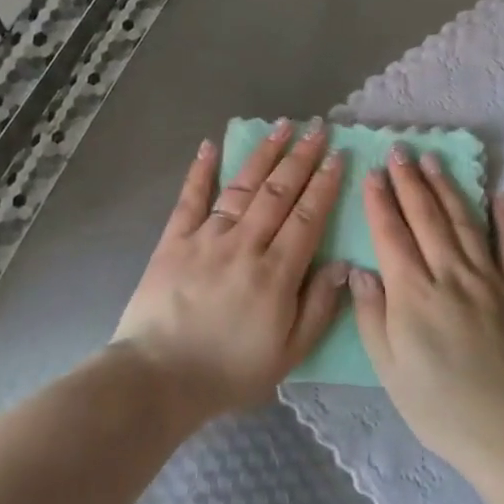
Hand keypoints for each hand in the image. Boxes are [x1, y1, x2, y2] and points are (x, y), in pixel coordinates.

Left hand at [112, 119, 348, 419]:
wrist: (159, 378)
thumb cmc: (230, 371)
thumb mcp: (289, 353)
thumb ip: (319, 307)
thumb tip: (344, 265)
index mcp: (277, 272)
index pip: (308, 216)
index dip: (325, 184)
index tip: (339, 156)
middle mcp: (245, 244)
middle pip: (279, 192)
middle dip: (301, 157)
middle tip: (317, 128)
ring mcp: (207, 238)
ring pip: (242, 187)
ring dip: (264, 154)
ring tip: (282, 126)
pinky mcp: (174, 240)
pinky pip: (190, 199)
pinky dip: (200, 171)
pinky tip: (210, 145)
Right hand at [351, 148, 503, 470]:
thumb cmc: (439, 407)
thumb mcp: (389, 370)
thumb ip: (372, 316)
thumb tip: (359, 271)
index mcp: (413, 294)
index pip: (391, 235)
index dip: (380, 201)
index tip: (372, 173)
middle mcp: (450, 274)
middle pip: (426, 218)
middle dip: (410, 181)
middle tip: (400, 151)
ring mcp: (489, 279)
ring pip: (464, 222)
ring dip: (448, 188)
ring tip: (434, 160)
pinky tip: (502, 196)